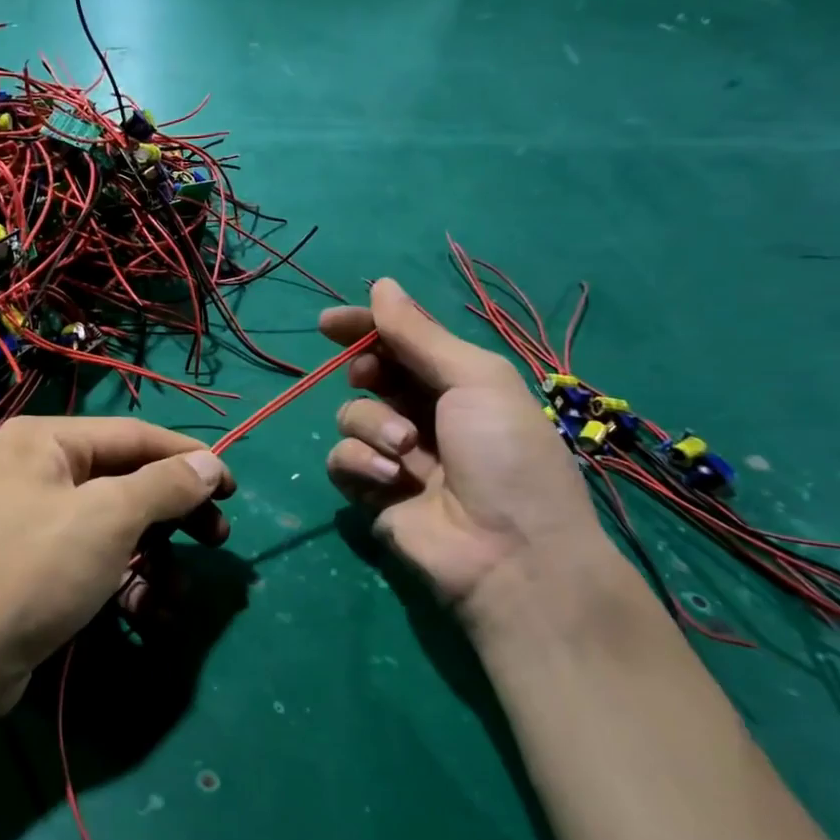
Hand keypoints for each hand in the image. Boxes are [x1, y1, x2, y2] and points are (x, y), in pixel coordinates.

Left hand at [0, 417, 233, 719]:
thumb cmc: (34, 570)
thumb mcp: (108, 519)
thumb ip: (165, 486)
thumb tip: (211, 463)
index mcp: (45, 440)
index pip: (134, 435)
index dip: (188, 459)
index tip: (232, 487)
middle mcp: (37, 471)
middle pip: (126, 482)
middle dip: (173, 516)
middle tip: (217, 538)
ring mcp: (33, 521)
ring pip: (114, 527)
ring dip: (154, 559)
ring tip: (178, 595)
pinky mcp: (36, 567)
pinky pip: (93, 560)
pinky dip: (125, 582)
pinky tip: (149, 613)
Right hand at [320, 279, 611, 639]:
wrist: (509, 554)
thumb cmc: (504, 454)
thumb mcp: (475, 380)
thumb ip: (420, 335)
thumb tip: (381, 285)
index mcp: (458, 383)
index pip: (403, 343)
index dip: (367, 327)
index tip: (329, 323)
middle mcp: (425, 415)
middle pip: (372, 375)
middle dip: (364, 371)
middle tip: (368, 375)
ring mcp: (396, 456)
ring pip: (351, 416)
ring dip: (372, 425)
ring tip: (405, 451)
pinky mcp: (372, 493)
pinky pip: (341, 459)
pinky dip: (360, 462)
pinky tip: (391, 479)